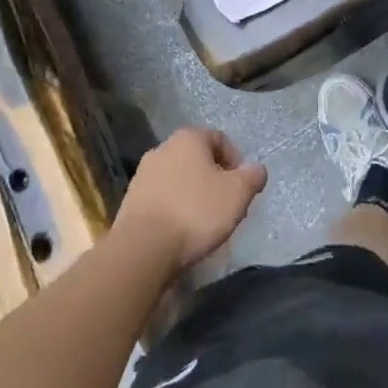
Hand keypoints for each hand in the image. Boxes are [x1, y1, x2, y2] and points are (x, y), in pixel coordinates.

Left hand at [113, 127, 267, 271]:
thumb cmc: (195, 212)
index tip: (242, 187)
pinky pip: (162, 199)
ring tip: (204, 222)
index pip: (219, 139)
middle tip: (226, 204)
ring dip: (193, 194)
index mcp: (188, 138)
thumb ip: (252, 176)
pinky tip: (181, 231)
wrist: (143, 249)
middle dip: (214, 178)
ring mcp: (143, 175)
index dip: (236, 161)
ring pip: (178, 179)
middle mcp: (162, 148)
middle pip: (197, 158)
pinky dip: (174, 209)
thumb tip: (256, 169)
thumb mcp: (237, 193)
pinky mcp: (130, 201)